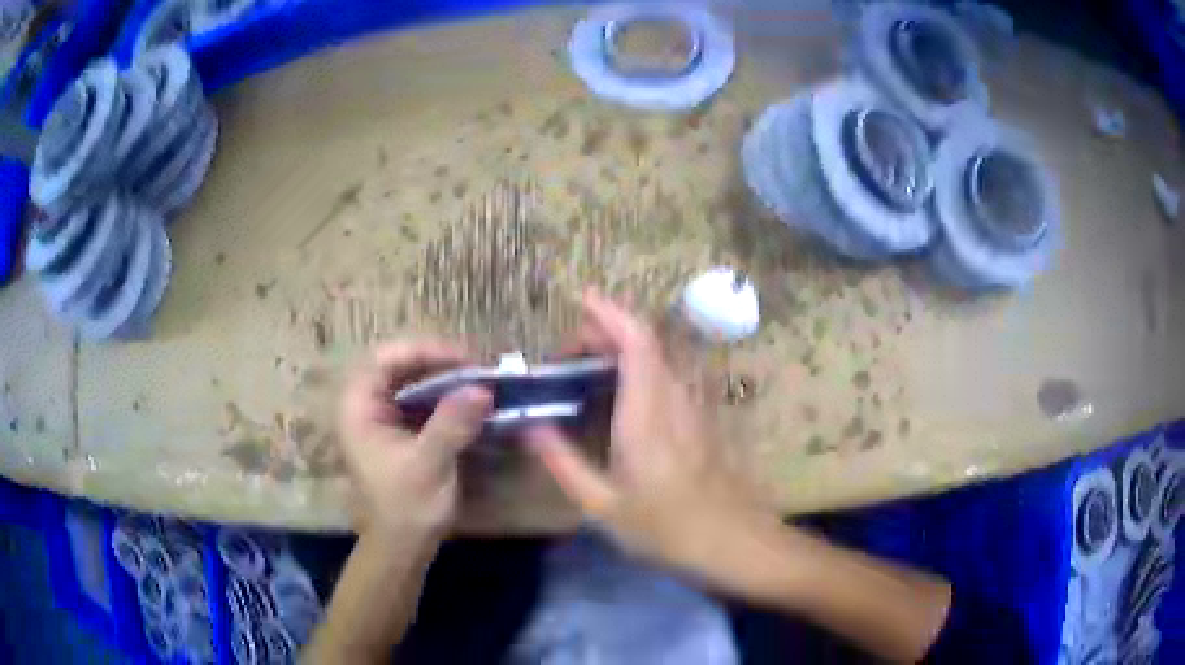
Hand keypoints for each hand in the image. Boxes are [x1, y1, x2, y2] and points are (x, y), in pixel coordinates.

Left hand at [338, 340, 491, 544]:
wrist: (401, 546)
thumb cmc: (406, 508)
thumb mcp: (429, 465)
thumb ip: (452, 424)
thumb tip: (482, 389)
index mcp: (357, 408)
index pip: (385, 358)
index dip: (424, 351)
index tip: (463, 360)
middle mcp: (363, 406)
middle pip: (397, 365)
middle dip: (436, 362)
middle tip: (475, 369)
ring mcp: (377, 418)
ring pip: (408, 381)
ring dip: (442, 378)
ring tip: (476, 381)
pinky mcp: (394, 431)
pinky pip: (416, 400)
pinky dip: (441, 397)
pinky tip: (466, 403)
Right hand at [527, 292, 770, 586]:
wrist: (734, 543)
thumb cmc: (665, 529)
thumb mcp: (602, 506)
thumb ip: (563, 462)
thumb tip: (531, 426)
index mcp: (646, 414)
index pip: (636, 342)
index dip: (611, 313)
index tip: (583, 299)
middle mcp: (675, 398)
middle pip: (648, 341)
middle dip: (609, 330)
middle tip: (571, 352)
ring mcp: (696, 407)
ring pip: (662, 356)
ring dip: (627, 348)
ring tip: (592, 366)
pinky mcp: (705, 419)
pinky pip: (672, 376)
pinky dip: (644, 367)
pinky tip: (626, 394)